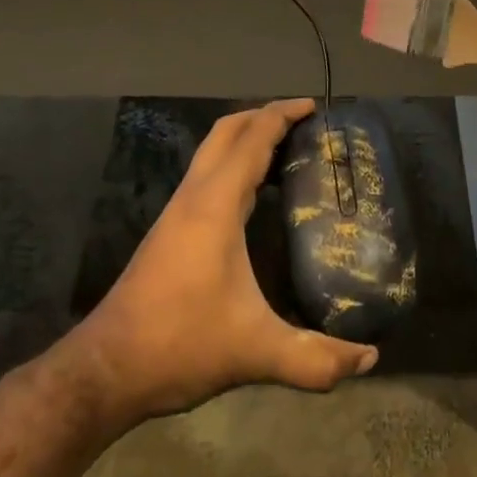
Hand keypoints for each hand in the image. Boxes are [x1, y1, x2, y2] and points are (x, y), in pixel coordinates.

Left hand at [76, 99, 377, 424]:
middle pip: (226, 132)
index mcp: (215, 205)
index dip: (282, 115)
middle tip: (302, 121)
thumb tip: (370, 359)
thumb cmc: (180, 344)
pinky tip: (251, 197)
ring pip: (210, 153)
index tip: (313, 106)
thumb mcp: (255, 351)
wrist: (106, 370)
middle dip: (262, 116)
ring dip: (244, 140)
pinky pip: (205, 176)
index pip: (252, 139)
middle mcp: (193, 197)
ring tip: (284, 151)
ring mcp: (175, 213)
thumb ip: (315, 358)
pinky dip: (231, 165)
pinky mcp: (168, 231)